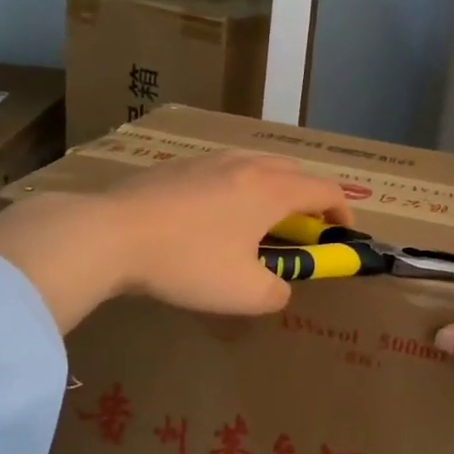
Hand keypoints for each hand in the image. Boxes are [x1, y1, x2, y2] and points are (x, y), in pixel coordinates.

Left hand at [0, 150, 350, 330]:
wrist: (110, 234)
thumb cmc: (187, 262)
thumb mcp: (243, 294)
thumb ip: (276, 292)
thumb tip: (279, 286)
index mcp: (272, 190)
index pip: (325, 190)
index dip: (343, 210)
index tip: (342, 232)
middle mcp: (247, 165)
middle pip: (293, 170)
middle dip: (307, 197)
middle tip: (301, 229)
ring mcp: (209, 160)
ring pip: (256, 164)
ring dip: (271, 188)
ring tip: (258, 220)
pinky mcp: (177, 165)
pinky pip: (223, 169)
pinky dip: (236, 187)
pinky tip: (211, 215)